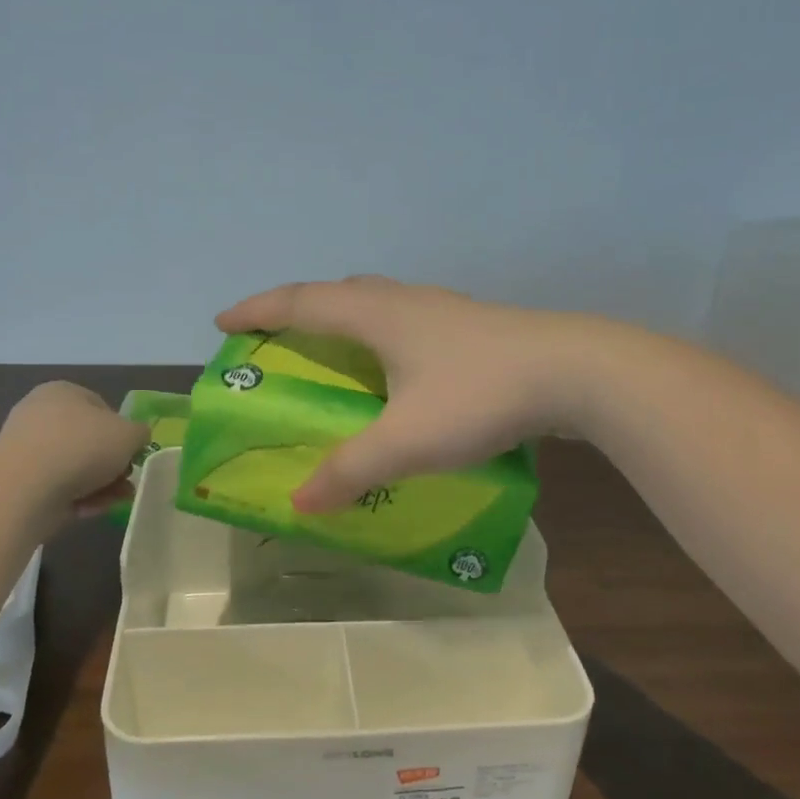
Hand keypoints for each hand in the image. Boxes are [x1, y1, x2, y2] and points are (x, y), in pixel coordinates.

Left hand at [0, 382, 149, 520]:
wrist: (26, 488)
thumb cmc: (82, 447)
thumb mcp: (129, 434)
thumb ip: (140, 434)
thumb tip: (136, 439)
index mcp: (63, 391)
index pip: (102, 408)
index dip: (123, 432)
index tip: (132, 455)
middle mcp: (41, 414)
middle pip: (89, 441)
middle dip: (111, 465)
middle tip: (126, 482)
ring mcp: (26, 448)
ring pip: (75, 467)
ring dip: (99, 485)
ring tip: (113, 501)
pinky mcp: (18, 481)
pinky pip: (56, 487)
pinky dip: (75, 498)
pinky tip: (86, 509)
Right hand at [216, 277, 587, 511]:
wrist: (575, 371)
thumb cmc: (478, 395)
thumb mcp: (406, 441)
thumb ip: (350, 472)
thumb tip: (300, 504)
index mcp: (377, 315)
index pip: (300, 302)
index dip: (258, 311)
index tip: (224, 323)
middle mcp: (405, 301)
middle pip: (338, 294)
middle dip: (299, 311)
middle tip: (279, 339)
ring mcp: (444, 310)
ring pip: (378, 304)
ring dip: (345, 320)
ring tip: (335, 353)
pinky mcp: (474, 328)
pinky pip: (408, 322)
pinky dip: (383, 337)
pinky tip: (401, 370)